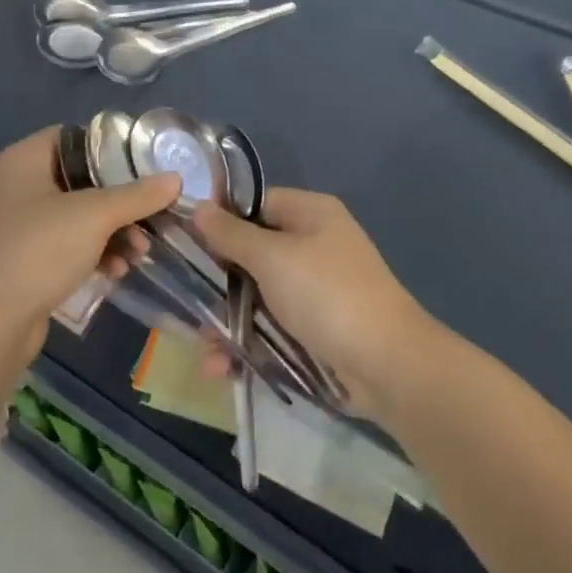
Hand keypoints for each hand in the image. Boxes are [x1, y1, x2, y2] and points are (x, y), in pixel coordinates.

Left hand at [0, 127, 179, 362]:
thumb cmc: (39, 251)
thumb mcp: (95, 216)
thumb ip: (138, 195)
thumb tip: (176, 179)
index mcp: (25, 159)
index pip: (74, 136)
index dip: (110, 146)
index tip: (145, 163)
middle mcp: (19, 185)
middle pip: (82, 179)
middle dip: (121, 200)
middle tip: (153, 213)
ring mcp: (20, 225)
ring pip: (79, 215)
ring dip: (114, 231)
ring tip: (141, 251)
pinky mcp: (25, 259)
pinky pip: (68, 244)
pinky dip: (95, 252)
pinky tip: (118, 270)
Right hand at [191, 189, 432, 416]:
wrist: (387, 364)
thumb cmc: (327, 294)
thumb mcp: (273, 258)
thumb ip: (231, 234)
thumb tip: (198, 207)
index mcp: (310, 213)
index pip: (255, 204)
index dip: (220, 220)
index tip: (184, 241)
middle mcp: (313, 244)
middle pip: (252, 253)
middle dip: (219, 282)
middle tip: (188, 304)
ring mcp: (315, 289)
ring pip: (258, 296)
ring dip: (228, 322)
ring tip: (206, 351)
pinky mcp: (315, 328)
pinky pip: (272, 328)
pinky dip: (248, 345)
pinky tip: (222, 368)